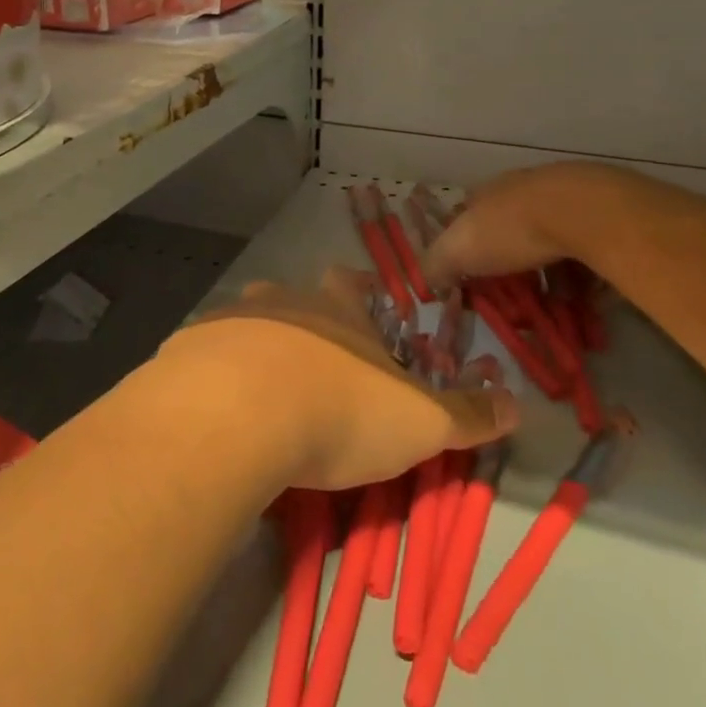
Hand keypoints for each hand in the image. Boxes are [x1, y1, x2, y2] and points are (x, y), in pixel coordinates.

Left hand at [162, 267, 516, 492]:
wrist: (236, 416)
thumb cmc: (339, 408)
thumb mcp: (420, 422)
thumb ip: (468, 414)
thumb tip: (518, 405)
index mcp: (336, 308)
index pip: (350, 284)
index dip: (357, 295)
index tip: (361, 315)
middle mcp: (282, 301)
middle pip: (294, 299)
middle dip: (305, 324)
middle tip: (314, 366)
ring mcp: (231, 321)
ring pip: (247, 325)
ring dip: (257, 349)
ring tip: (265, 392)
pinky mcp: (187, 350)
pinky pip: (207, 357)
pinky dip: (217, 377)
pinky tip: (221, 412)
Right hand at [422, 163, 598, 289]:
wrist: (580, 210)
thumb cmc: (510, 229)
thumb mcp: (458, 251)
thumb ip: (436, 265)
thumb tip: (425, 280)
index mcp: (483, 194)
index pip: (465, 216)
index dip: (464, 245)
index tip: (469, 276)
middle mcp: (518, 190)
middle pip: (506, 226)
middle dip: (507, 258)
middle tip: (512, 293)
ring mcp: (558, 197)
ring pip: (545, 235)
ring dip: (545, 266)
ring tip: (552, 301)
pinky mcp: (594, 211)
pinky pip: (580, 246)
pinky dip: (578, 269)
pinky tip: (584, 293)